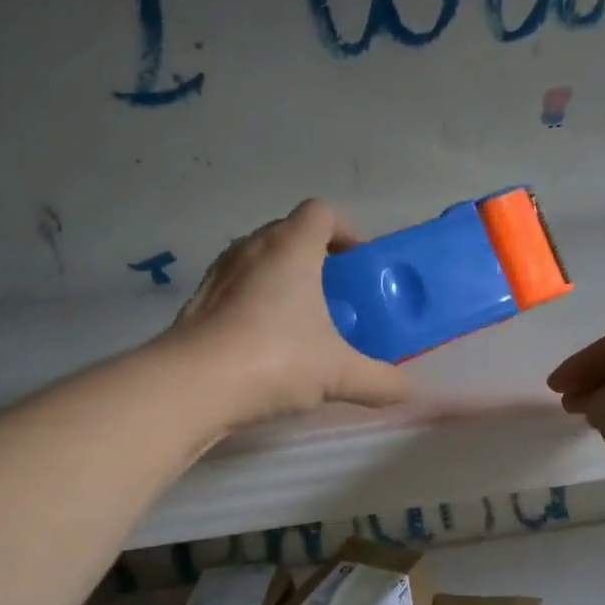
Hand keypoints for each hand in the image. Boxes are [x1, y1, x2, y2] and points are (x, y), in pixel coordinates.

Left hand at [170, 199, 413, 423]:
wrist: (193, 386)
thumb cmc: (275, 360)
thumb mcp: (340, 374)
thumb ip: (382, 381)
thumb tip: (411, 392)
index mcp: (291, 247)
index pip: (322, 212)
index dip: (345, 231)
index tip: (358, 266)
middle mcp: (252, 248)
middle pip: (289, 234)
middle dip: (316, 260)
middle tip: (336, 299)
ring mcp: (219, 274)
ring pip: (259, 261)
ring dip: (282, 281)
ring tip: (301, 324)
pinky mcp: (198, 303)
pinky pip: (235, 290)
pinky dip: (254, 305)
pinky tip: (264, 347)